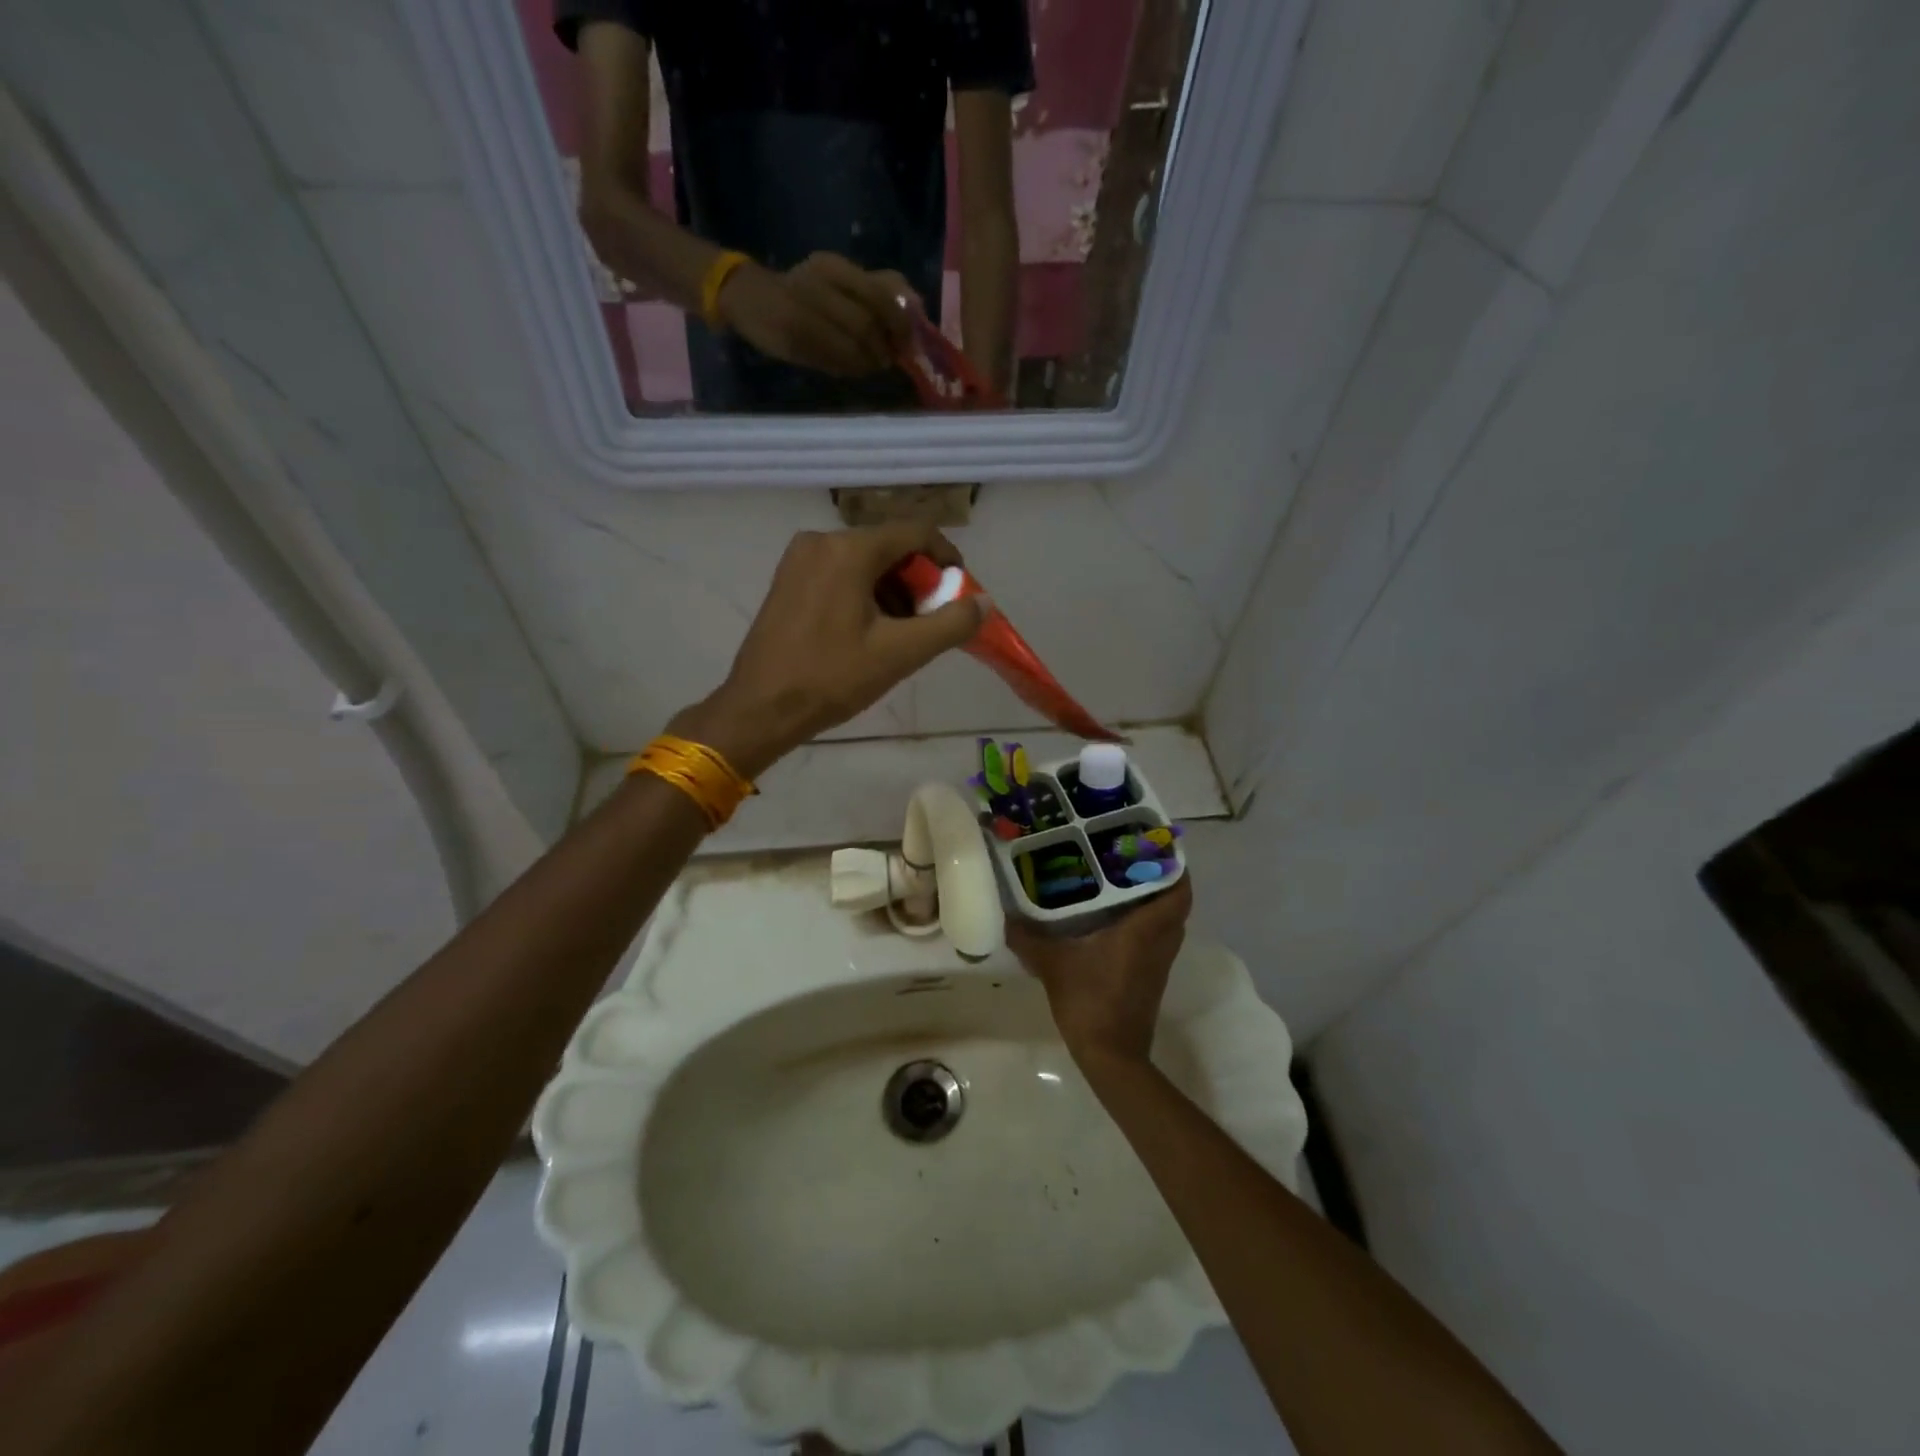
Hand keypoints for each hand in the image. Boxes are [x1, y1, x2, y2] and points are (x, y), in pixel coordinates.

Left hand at [673, 525, 985, 777]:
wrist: (760, 708)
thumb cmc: (832, 678)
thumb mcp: (900, 653)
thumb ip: (950, 623)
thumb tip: (983, 603)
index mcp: (849, 549)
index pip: (916, 533)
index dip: (947, 558)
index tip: (960, 592)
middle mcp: (821, 540)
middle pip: (889, 547)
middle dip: (918, 583)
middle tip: (930, 623)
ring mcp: (799, 559)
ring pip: (864, 563)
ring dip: (892, 592)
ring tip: (901, 636)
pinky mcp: (787, 580)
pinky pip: (839, 574)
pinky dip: (864, 595)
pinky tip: (868, 633)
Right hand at [717, 253, 916, 377]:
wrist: (748, 297)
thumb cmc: (802, 292)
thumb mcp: (840, 281)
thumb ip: (877, 288)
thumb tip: (918, 303)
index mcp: (834, 266)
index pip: (879, 294)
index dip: (899, 322)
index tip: (907, 340)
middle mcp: (818, 282)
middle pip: (867, 323)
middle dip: (883, 348)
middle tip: (888, 359)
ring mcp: (803, 310)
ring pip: (851, 344)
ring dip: (867, 362)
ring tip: (870, 365)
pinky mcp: (793, 336)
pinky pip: (831, 359)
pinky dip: (847, 368)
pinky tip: (849, 368)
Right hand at [1007, 877, 1193, 1068]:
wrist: (1112, 1056)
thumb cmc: (1089, 1001)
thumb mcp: (1052, 964)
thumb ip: (1029, 937)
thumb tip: (1007, 915)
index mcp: (1145, 930)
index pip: (1178, 891)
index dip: (1174, 867)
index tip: (1154, 847)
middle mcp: (1159, 942)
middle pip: (1176, 903)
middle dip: (1160, 879)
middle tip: (1130, 860)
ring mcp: (1158, 963)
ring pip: (1168, 922)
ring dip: (1153, 902)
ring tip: (1120, 883)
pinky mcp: (1151, 978)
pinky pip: (1156, 939)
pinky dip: (1145, 924)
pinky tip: (1112, 920)